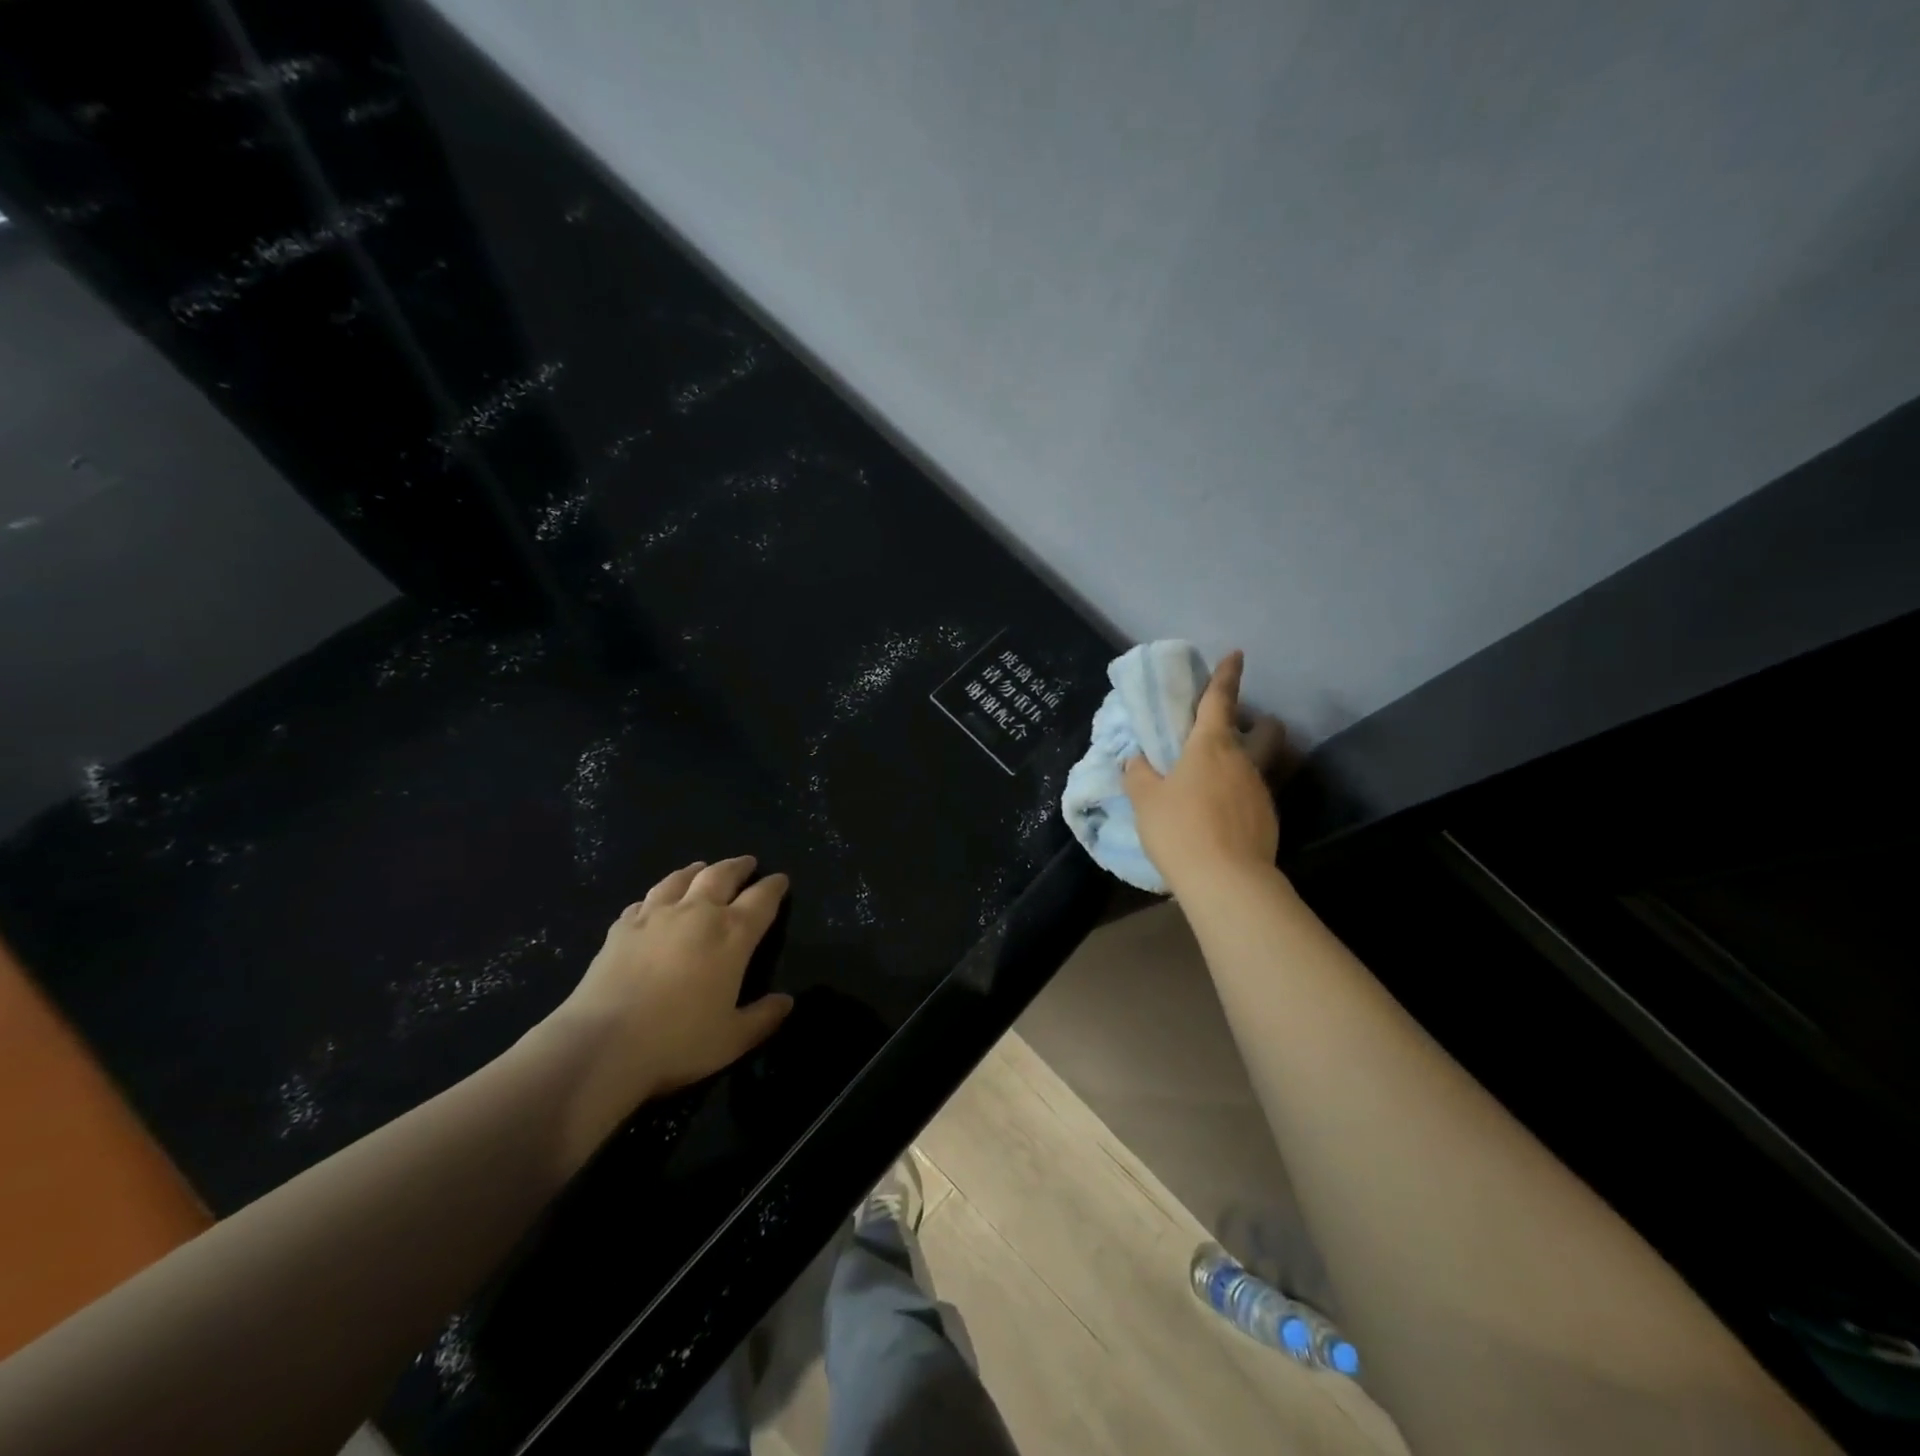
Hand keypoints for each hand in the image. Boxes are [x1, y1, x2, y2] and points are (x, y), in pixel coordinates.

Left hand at [535, 856, 794, 1165]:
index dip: (774, 887)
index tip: (781, 879)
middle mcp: (697, 913)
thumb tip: (787, 1001)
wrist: (601, 1045)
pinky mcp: (621, 928)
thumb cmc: (677, 1042)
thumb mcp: (732, 1039)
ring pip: (680, 879)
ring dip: (696, 870)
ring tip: (702, 868)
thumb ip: (763, 1017)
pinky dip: (657, 896)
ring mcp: (655, 916)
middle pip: (721, 875)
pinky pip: (644, 901)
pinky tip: (654, 902)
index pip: (762, 899)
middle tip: (747, 863)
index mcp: (732, 934)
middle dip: (738, 867)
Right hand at [1123, 651, 1287, 892]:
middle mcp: (1243, 761)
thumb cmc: (1179, 828)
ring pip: (1261, 763)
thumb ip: (1138, 774)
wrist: (1226, 880)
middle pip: (1265, 729)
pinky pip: (1255, 794)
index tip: (1235, 654)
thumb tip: (1137, 760)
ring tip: (1217, 781)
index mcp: (1211, 745)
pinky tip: (1222, 814)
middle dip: (1257, 722)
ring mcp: (1261, 790)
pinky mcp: (1269, 818)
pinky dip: (1241, 794)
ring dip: (1245, 762)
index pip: (1221, 700)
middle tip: (1232, 732)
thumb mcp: (1145, 800)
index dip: (1227, 675)